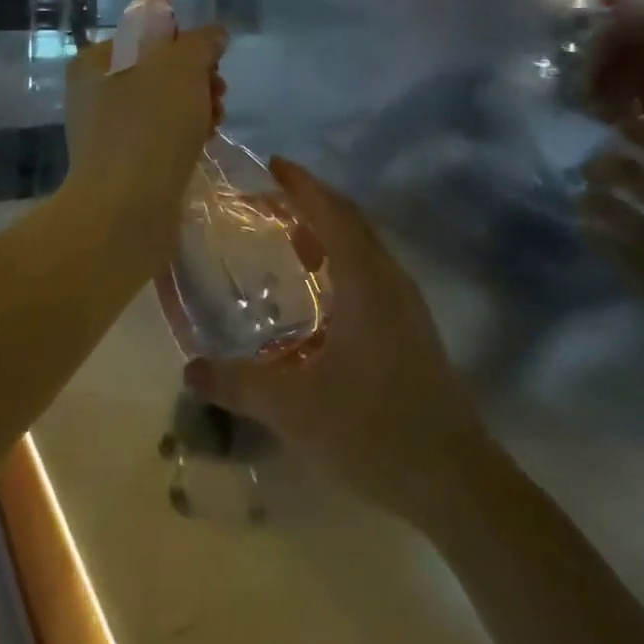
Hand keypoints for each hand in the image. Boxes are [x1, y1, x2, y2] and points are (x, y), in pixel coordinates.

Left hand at [62, 24, 226, 250]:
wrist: (126, 209)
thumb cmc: (150, 125)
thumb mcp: (182, 66)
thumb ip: (201, 42)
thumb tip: (214, 35)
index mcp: (97, 60)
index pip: (149, 35)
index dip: (187, 44)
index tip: (213, 63)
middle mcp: (94, 92)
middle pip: (159, 71)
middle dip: (197, 80)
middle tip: (219, 94)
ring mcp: (106, 131)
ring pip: (163, 106)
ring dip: (196, 109)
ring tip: (215, 125)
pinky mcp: (122, 164)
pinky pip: (159, 138)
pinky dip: (183, 137)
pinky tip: (202, 146)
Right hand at [184, 158, 491, 524]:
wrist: (454, 479)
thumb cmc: (373, 431)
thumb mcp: (295, 408)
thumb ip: (239, 385)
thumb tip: (189, 369)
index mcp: (366, 282)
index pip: (332, 214)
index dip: (302, 185)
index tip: (273, 164)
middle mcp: (390, 280)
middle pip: (351, 221)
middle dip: (311, 201)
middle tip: (269, 198)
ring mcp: (407, 304)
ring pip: (365, 246)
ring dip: (328, 230)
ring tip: (288, 235)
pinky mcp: (412, 328)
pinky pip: (372, 272)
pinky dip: (342, 260)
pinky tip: (320, 291)